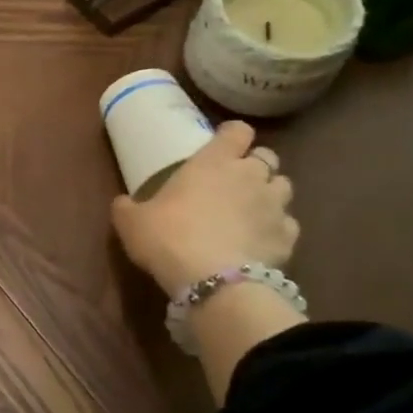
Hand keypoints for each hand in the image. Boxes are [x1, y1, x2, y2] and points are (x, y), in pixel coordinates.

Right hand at [111, 121, 298, 297]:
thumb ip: (128, 206)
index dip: (231, 134)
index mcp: (213, 161)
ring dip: (269, 193)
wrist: (214, 282)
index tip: (221, 143)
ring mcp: (275, 206)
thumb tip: (123, 202)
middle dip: (254, 164)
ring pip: (284, 187)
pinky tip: (260, 240)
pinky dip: (277, 228)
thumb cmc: (169, 237)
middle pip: (267, 156)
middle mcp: (251, 176)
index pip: (237, 130)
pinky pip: (288, 224)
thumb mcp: (131, 221)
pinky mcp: (289, 238)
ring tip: (251, 209)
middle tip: (233, 180)